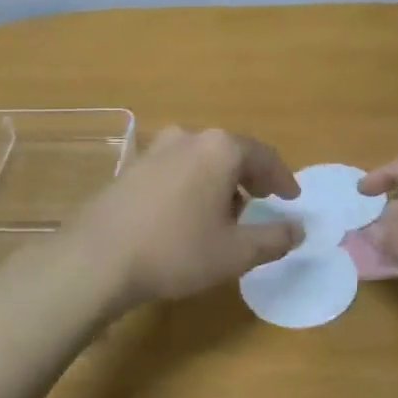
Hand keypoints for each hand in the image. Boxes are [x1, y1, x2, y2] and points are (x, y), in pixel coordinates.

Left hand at [63, 127, 302, 311]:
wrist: (98, 258)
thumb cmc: (176, 251)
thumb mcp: (235, 252)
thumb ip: (274, 238)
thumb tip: (299, 229)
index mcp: (219, 149)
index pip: (264, 156)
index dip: (282, 178)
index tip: (291, 199)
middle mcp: (187, 138)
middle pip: (231, 153)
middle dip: (250, 178)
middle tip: (261, 203)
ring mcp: (154, 150)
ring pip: (200, 160)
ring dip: (219, 182)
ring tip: (224, 214)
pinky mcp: (131, 168)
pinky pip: (175, 169)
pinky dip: (191, 185)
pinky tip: (186, 215)